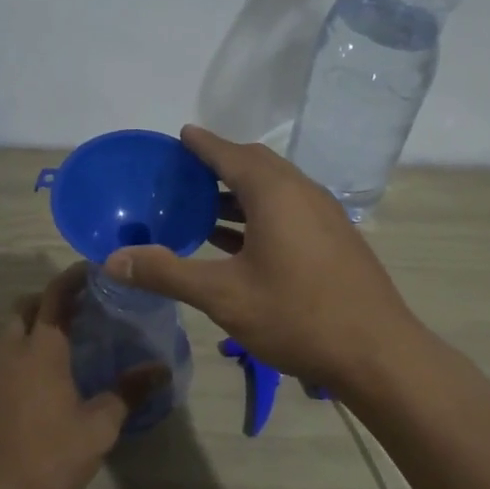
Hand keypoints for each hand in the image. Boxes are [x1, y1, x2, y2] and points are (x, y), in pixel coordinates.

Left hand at [0, 263, 168, 488]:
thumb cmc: (47, 455)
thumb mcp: (98, 427)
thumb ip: (128, 393)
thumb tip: (160, 369)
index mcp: (41, 349)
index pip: (55, 295)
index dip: (74, 277)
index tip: (95, 269)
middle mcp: (13, 351)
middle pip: (27, 306)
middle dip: (52, 297)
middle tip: (85, 305)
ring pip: (13, 330)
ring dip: (37, 323)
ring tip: (71, 338)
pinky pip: (7, 354)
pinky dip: (27, 347)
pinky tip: (50, 373)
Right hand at [102, 125, 420, 390]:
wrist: (377, 352)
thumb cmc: (296, 316)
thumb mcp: (223, 296)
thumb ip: (167, 273)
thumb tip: (112, 261)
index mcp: (275, 193)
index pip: (230, 153)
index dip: (202, 144)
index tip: (180, 136)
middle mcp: (303, 192)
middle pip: (256, 165)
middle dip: (220, 164)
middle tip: (185, 175)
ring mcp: (324, 215)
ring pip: (275, 190)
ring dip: (239, 193)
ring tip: (203, 207)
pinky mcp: (335, 239)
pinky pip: (289, 211)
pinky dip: (259, 214)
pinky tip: (240, 242)